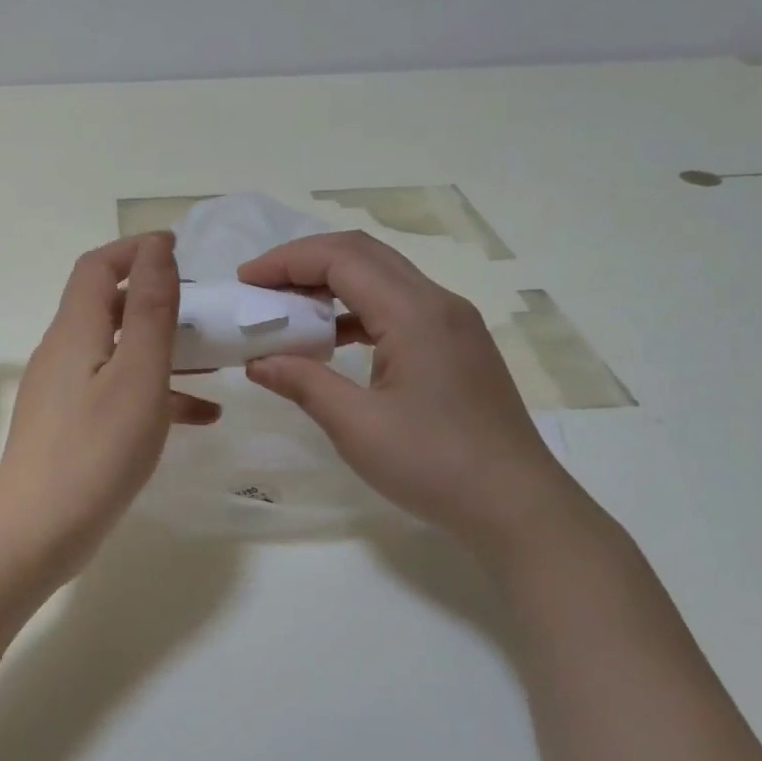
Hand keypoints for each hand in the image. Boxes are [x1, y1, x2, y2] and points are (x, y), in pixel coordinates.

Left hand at [0, 234, 218, 581]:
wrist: (37, 532)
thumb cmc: (95, 450)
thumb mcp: (138, 375)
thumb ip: (151, 310)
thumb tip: (156, 249)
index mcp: (75, 331)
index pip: (98, 267)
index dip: (136, 250)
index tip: (180, 250)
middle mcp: (63, 353)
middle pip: (108, 307)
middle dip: (155, 299)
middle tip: (203, 307)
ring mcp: (63, 393)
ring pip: (118, 353)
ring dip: (162, 350)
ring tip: (213, 361)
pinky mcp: (70, 427)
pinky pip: (116, 394)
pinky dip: (154, 394)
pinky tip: (200, 417)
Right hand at [239, 231, 595, 559]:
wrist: (515, 504)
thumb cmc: (433, 464)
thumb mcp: (356, 426)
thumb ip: (303, 383)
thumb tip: (257, 362)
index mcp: (414, 313)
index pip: (342, 258)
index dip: (287, 261)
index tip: (246, 281)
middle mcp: (438, 303)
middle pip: (364, 255)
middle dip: (305, 262)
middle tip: (260, 288)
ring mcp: (453, 324)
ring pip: (383, 279)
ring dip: (332, 284)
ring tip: (288, 310)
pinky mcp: (457, 346)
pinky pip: (399, 307)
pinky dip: (357, 311)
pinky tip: (332, 340)